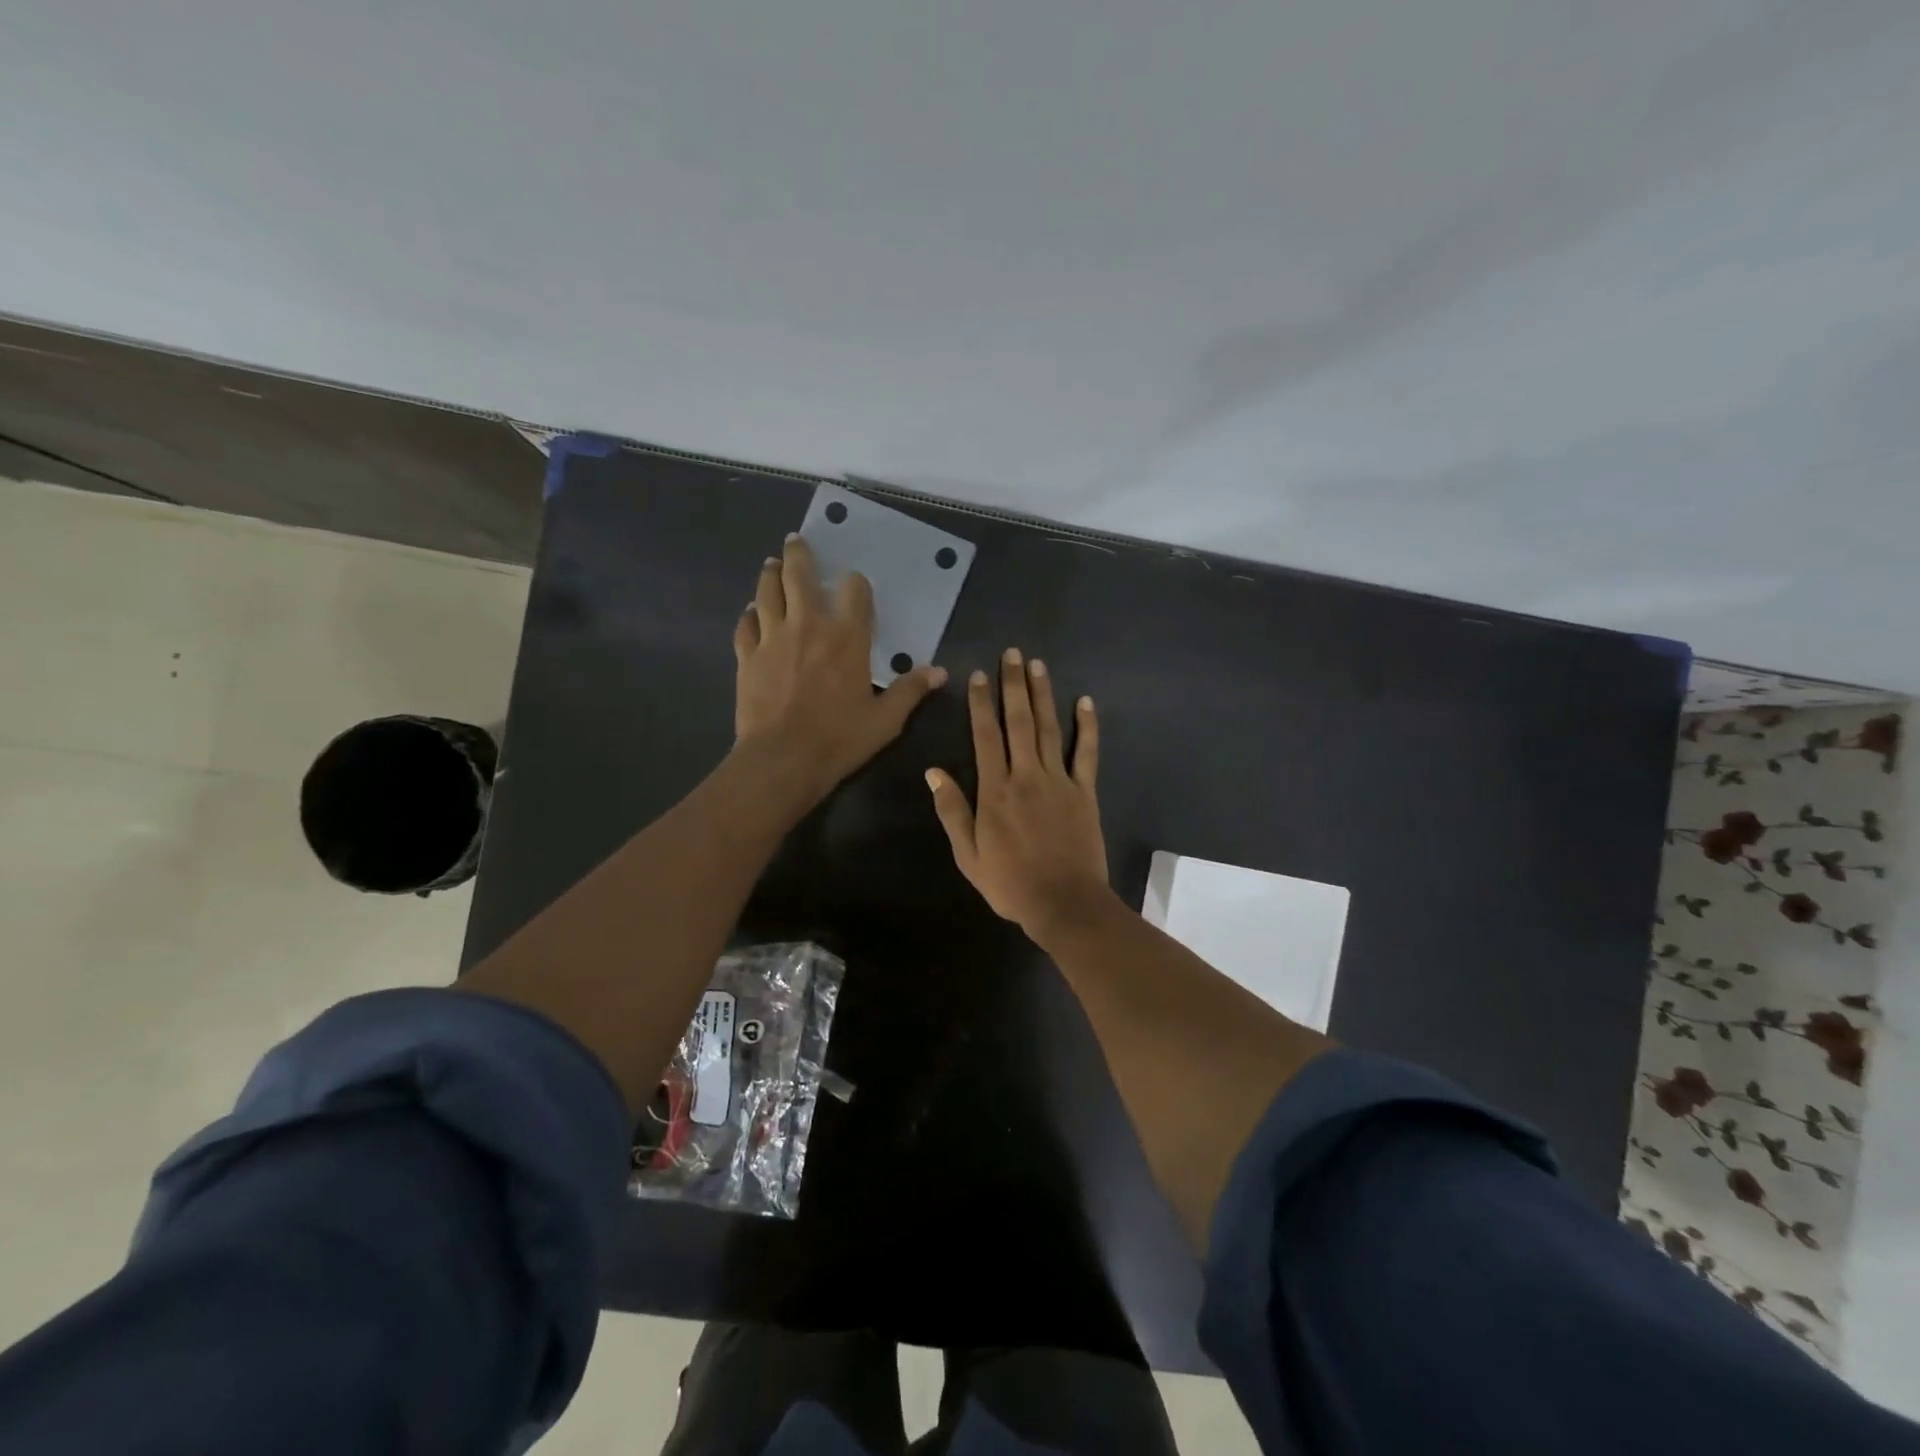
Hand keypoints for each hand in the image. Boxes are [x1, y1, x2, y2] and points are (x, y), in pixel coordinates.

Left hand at [732, 534, 946, 809]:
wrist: (782, 760)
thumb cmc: (839, 740)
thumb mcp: (885, 720)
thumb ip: (910, 691)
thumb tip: (939, 672)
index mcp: (847, 638)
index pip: (854, 592)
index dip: (856, 584)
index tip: (855, 584)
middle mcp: (808, 626)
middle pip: (800, 577)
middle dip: (799, 555)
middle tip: (796, 541)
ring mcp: (772, 639)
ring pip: (768, 593)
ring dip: (770, 575)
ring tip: (771, 564)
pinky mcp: (747, 657)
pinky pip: (746, 625)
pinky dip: (750, 614)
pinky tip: (752, 612)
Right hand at [926, 648, 1113, 946]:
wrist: (1064, 903)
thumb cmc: (1010, 883)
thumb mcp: (968, 854)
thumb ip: (952, 811)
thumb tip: (934, 772)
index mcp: (995, 791)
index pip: (986, 736)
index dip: (981, 703)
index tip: (978, 675)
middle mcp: (1027, 776)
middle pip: (1019, 722)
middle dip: (1014, 685)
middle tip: (1012, 654)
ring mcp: (1059, 781)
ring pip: (1050, 729)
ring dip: (1043, 695)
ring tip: (1038, 665)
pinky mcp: (1084, 792)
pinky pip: (1086, 753)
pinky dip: (1087, 727)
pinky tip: (1085, 702)